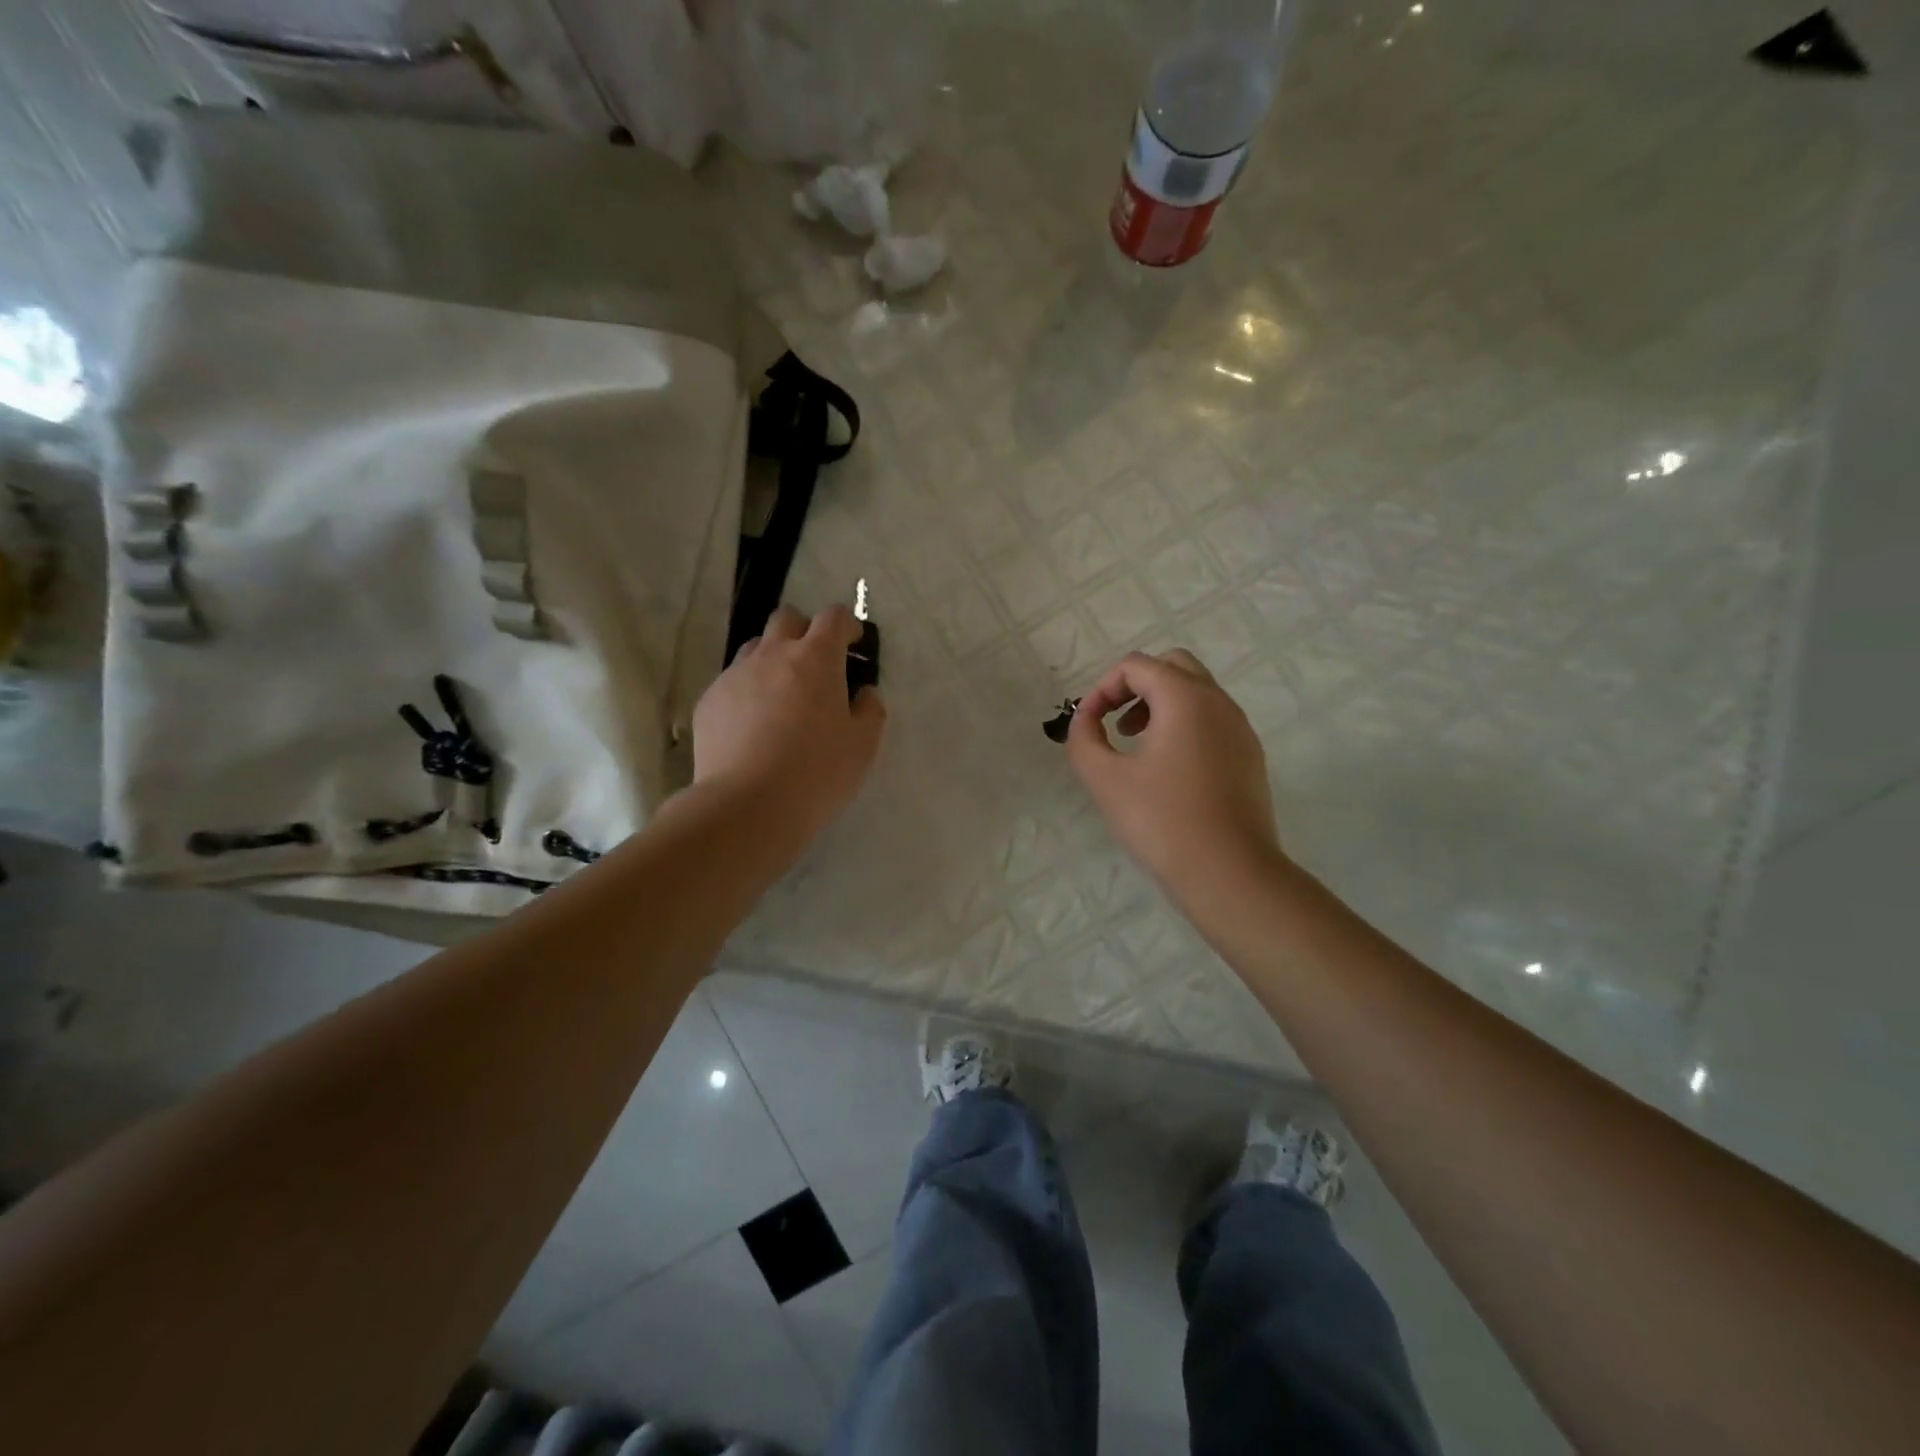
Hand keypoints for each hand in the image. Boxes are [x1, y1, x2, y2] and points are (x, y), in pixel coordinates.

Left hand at [692, 604, 885, 844]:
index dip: (847, 624)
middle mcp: (772, 655)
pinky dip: (748, 692)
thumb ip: (870, 710)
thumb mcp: (863, 746)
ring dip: (773, 658)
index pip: (834, 617)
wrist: (747, 806)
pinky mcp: (709, 701)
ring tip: (782, 695)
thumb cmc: (817, 773)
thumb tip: (863, 693)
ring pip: (755, 648)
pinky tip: (753, 727)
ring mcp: (735, 676)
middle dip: (805, 631)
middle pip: (787, 619)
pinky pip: (732, 682)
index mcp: (816, 659)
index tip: (853, 644)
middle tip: (816, 664)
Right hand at [1067, 650, 1280, 897]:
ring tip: (1137, 746)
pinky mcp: (1250, 756)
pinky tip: (1169, 770)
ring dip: (1161, 705)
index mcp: (1185, 698)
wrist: (1229, 872)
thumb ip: (1084, 738)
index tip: (1088, 724)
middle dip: (1136, 686)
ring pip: (1197, 693)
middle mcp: (1219, 702)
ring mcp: (1241, 728)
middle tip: (1115, 723)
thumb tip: (1085, 719)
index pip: (1137, 665)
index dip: (1103, 688)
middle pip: (1173, 666)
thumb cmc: (1162, 821)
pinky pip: (1213, 720)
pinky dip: (1185, 726)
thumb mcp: (1104, 779)